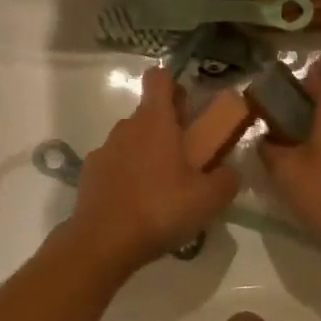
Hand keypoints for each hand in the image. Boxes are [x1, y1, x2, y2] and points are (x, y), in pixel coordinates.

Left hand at [66, 67, 241, 272]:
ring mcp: (104, 149)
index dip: (174, 84)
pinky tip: (137, 203)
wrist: (103, 242)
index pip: (159, 78)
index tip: (187, 105)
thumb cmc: (160, 209)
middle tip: (187, 157)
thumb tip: (230, 172)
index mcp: (155, 121)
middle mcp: (126, 127)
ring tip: (163, 187)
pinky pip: (115, 164)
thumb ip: (226, 180)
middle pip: (148, 112)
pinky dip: (127, 174)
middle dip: (167, 127)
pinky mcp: (89, 173)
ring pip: (131, 139)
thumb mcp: (208, 199)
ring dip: (147, 152)